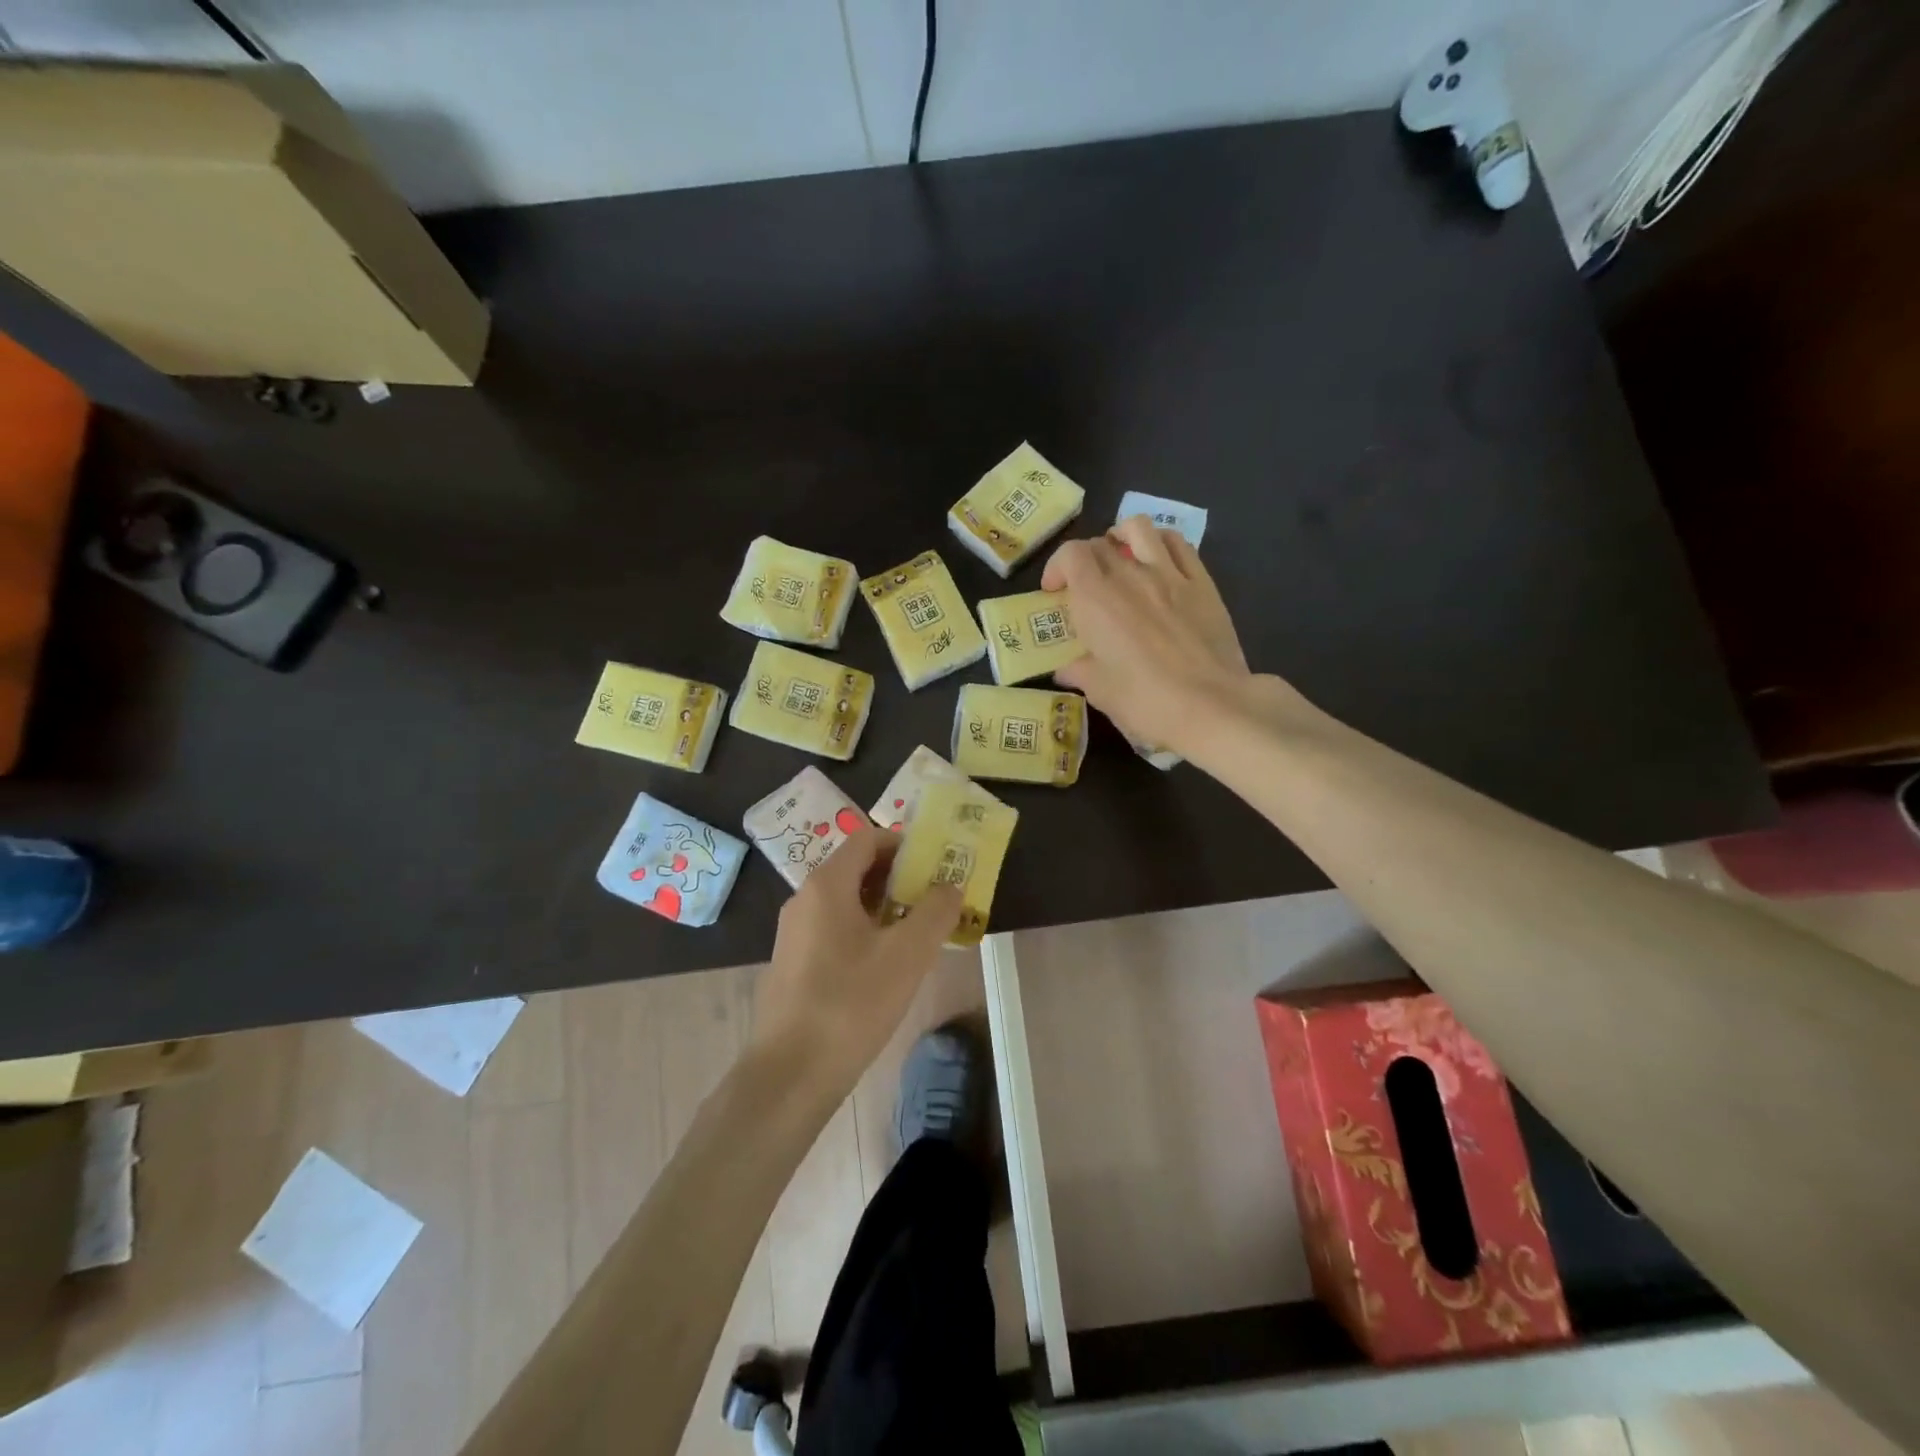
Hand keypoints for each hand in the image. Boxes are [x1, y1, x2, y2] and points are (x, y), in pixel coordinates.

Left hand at [751, 826, 962, 1098]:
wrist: (790, 1074)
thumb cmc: (851, 1003)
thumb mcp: (907, 955)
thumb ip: (935, 912)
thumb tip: (950, 886)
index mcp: (827, 885)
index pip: (868, 839)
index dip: (904, 844)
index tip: (936, 866)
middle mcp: (804, 899)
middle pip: (857, 869)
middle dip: (900, 878)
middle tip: (935, 901)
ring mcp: (794, 933)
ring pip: (846, 903)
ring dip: (884, 908)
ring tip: (918, 934)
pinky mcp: (793, 964)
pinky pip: (834, 930)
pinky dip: (864, 932)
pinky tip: (886, 967)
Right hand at [1043, 515, 1259, 756]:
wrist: (1211, 705)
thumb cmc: (1145, 701)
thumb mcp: (1100, 692)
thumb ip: (1079, 672)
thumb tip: (1066, 669)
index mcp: (1096, 600)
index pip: (1070, 555)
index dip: (1057, 567)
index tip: (1055, 592)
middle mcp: (1130, 575)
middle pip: (1100, 543)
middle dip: (1086, 559)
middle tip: (1086, 586)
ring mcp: (1169, 574)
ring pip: (1140, 528)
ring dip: (1123, 536)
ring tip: (1121, 557)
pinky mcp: (1202, 582)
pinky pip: (1179, 544)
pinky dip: (1160, 543)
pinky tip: (1158, 562)